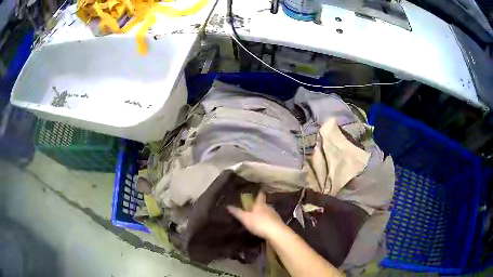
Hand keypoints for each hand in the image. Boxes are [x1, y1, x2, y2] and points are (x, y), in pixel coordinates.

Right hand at [227, 192, 284, 238]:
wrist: (276, 233)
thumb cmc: (259, 223)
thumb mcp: (245, 218)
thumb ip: (237, 212)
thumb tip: (228, 205)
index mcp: (260, 204)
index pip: (260, 196)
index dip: (259, 193)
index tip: (258, 190)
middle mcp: (269, 207)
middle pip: (264, 204)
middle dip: (260, 205)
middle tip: (254, 206)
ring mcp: (275, 215)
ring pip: (268, 212)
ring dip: (264, 213)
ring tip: (259, 216)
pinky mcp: (278, 223)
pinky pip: (271, 220)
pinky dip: (268, 221)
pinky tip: (264, 225)